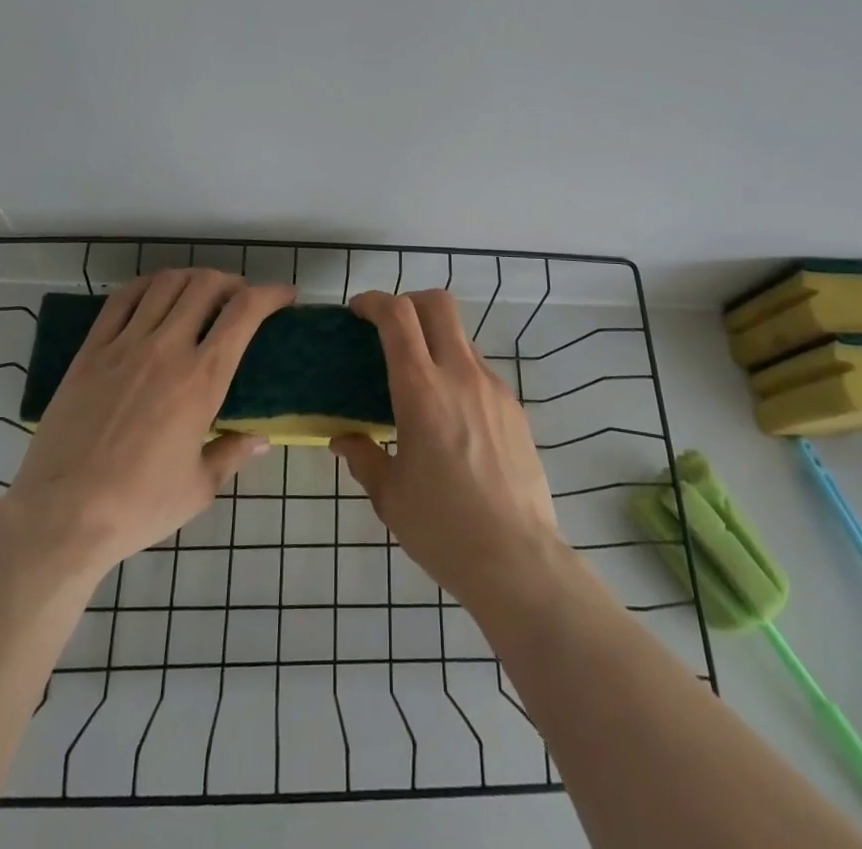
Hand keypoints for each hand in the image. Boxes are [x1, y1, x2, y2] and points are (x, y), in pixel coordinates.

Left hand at [2, 269, 293, 577]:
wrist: (61, 517)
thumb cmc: (139, 507)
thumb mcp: (199, 488)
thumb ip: (233, 454)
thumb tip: (262, 439)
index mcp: (202, 380)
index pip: (245, 312)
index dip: (271, 294)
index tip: (284, 295)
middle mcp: (167, 349)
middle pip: (206, 285)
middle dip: (233, 281)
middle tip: (240, 298)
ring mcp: (124, 346)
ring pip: (166, 284)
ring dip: (193, 278)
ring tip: (201, 293)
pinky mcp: (90, 352)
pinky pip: (121, 299)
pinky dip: (147, 285)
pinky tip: (155, 293)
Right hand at [332, 290, 565, 608]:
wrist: (517, 560)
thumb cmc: (442, 528)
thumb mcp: (389, 495)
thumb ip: (363, 456)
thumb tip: (343, 439)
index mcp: (422, 390)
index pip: (398, 317)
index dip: (374, 301)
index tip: (357, 311)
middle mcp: (461, 375)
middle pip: (437, 304)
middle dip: (409, 301)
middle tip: (389, 327)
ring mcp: (493, 388)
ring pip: (461, 337)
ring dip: (435, 340)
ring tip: (419, 383)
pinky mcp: (515, 408)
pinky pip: (480, 371)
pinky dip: (458, 372)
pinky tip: (451, 417)